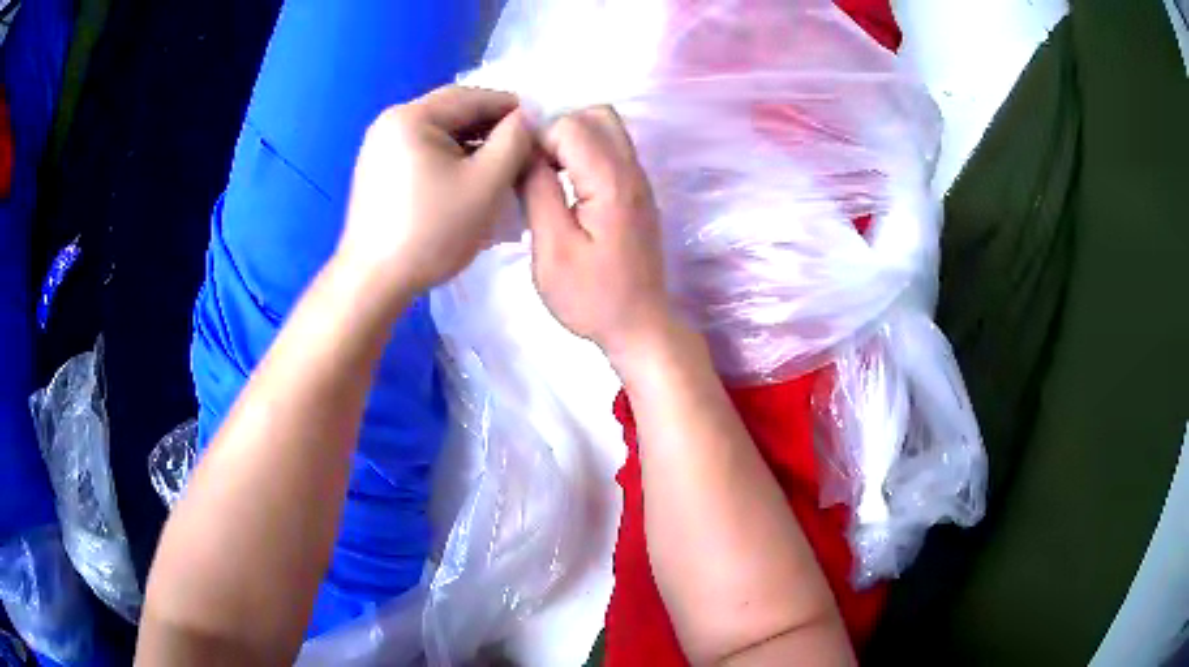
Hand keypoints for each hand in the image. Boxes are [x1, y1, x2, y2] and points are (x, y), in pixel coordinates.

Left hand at [337, 86, 532, 293]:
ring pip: (440, 135)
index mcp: (411, 116)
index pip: (473, 97)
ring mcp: (380, 148)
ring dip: (473, 146)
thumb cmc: (431, 231)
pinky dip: (450, 161)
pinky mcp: (378, 172)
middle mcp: (390, 123)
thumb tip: (529, 115)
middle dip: (492, 129)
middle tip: (524, 150)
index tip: (541, 126)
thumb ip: (514, 140)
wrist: (374, 282)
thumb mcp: (485, 182)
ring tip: (501, 169)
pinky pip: (423, 154)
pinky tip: (469, 182)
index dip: (512, 107)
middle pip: (454, 114)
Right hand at [520, 106, 675, 366]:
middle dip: (558, 131)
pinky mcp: (637, 193)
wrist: (639, 325)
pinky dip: (584, 155)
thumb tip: (524, 151)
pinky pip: (611, 152)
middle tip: (537, 169)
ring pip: (606, 130)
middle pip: (596, 114)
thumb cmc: (591, 296)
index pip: (571, 125)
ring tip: (548, 178)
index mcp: (611, 181)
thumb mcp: (552, 249)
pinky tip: (567, 189)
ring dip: (571, 141)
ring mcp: (639, 181)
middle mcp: (632, 171)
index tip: (523, 175)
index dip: (539, 141)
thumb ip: (537, 191)